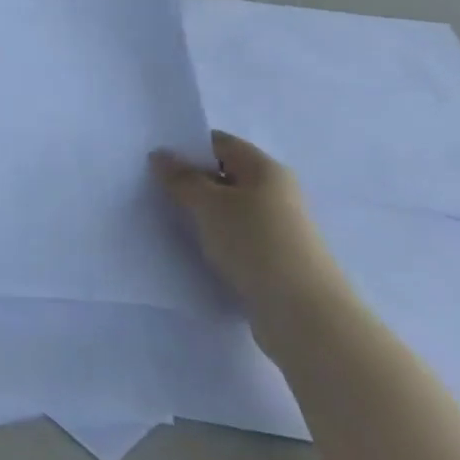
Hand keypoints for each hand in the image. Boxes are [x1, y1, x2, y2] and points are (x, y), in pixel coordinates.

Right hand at [153, 131, 349, 321]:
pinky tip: (195, 249)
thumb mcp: (208, 204)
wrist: (304, 315)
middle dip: (191, 182)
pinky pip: (236, 237)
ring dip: (202, 214)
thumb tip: (161, 155)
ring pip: (229, 209)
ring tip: (169, 221)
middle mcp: (276, 193)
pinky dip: (215, 239)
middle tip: (154, 190)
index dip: (188, 148)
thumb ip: (181, 178)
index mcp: (266, 169)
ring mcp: (278, 228)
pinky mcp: (275, 259)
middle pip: (225, 176)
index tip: (156, 162)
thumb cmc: (255, 243)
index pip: (221, 144)